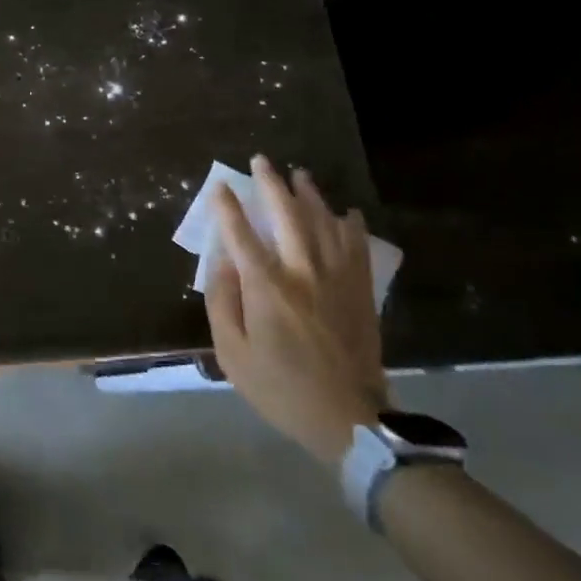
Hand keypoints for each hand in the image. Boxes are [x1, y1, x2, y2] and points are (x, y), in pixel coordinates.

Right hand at [204, 156, 387, 463]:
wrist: (348, 419)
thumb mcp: (233, 353)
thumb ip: (223, 303)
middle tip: (262, 161)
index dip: (228, 208)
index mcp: (267, 288)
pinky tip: (347, 212)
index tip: (220, 187)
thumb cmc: (280, 388)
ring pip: (325, 224)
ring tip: (300, 175)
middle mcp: (303, 273)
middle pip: (288, 217)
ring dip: (311, 196)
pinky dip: (351, 226)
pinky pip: (358, 248)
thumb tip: (223, 262)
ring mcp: (337, 280)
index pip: (242, 235)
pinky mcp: (360, 293)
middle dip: (272, 185)